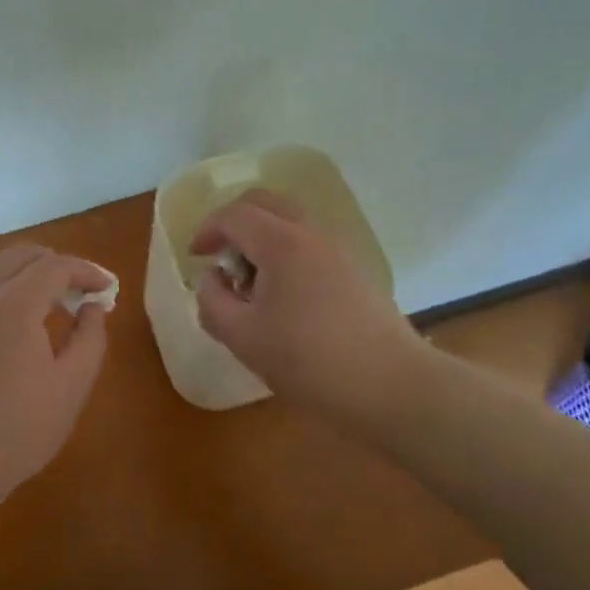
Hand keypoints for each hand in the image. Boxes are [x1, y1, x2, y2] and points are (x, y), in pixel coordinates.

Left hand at [0, 245, 112, 504]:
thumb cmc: (17, 429)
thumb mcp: (71, 387)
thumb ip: (90, 337)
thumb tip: (92, 306)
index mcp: (13, 305)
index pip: (55, 266)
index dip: (87, 271)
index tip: (106, 289)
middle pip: (22, 255)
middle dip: (58, 265)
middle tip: (81, 292)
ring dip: (29, 273)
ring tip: (52, 303)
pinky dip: (5, 287)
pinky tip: (18, 318)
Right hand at [191, 189, 427, 413]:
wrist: (394, 386)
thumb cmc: (311, 361)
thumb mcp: (244, 338)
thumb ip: (214, 301)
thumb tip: (212, 278)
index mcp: (281, 243)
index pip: (234, 215)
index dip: (207, 230)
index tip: (195, 256)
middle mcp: (310, 234)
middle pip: (265, 202)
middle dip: (234, 221)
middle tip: (220, 254)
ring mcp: (338, 250)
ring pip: (289, 221)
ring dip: (261, 236)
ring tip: (250, 282)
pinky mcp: (354, 271)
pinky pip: (308, 243)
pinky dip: (284, 251)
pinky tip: (282, 297)